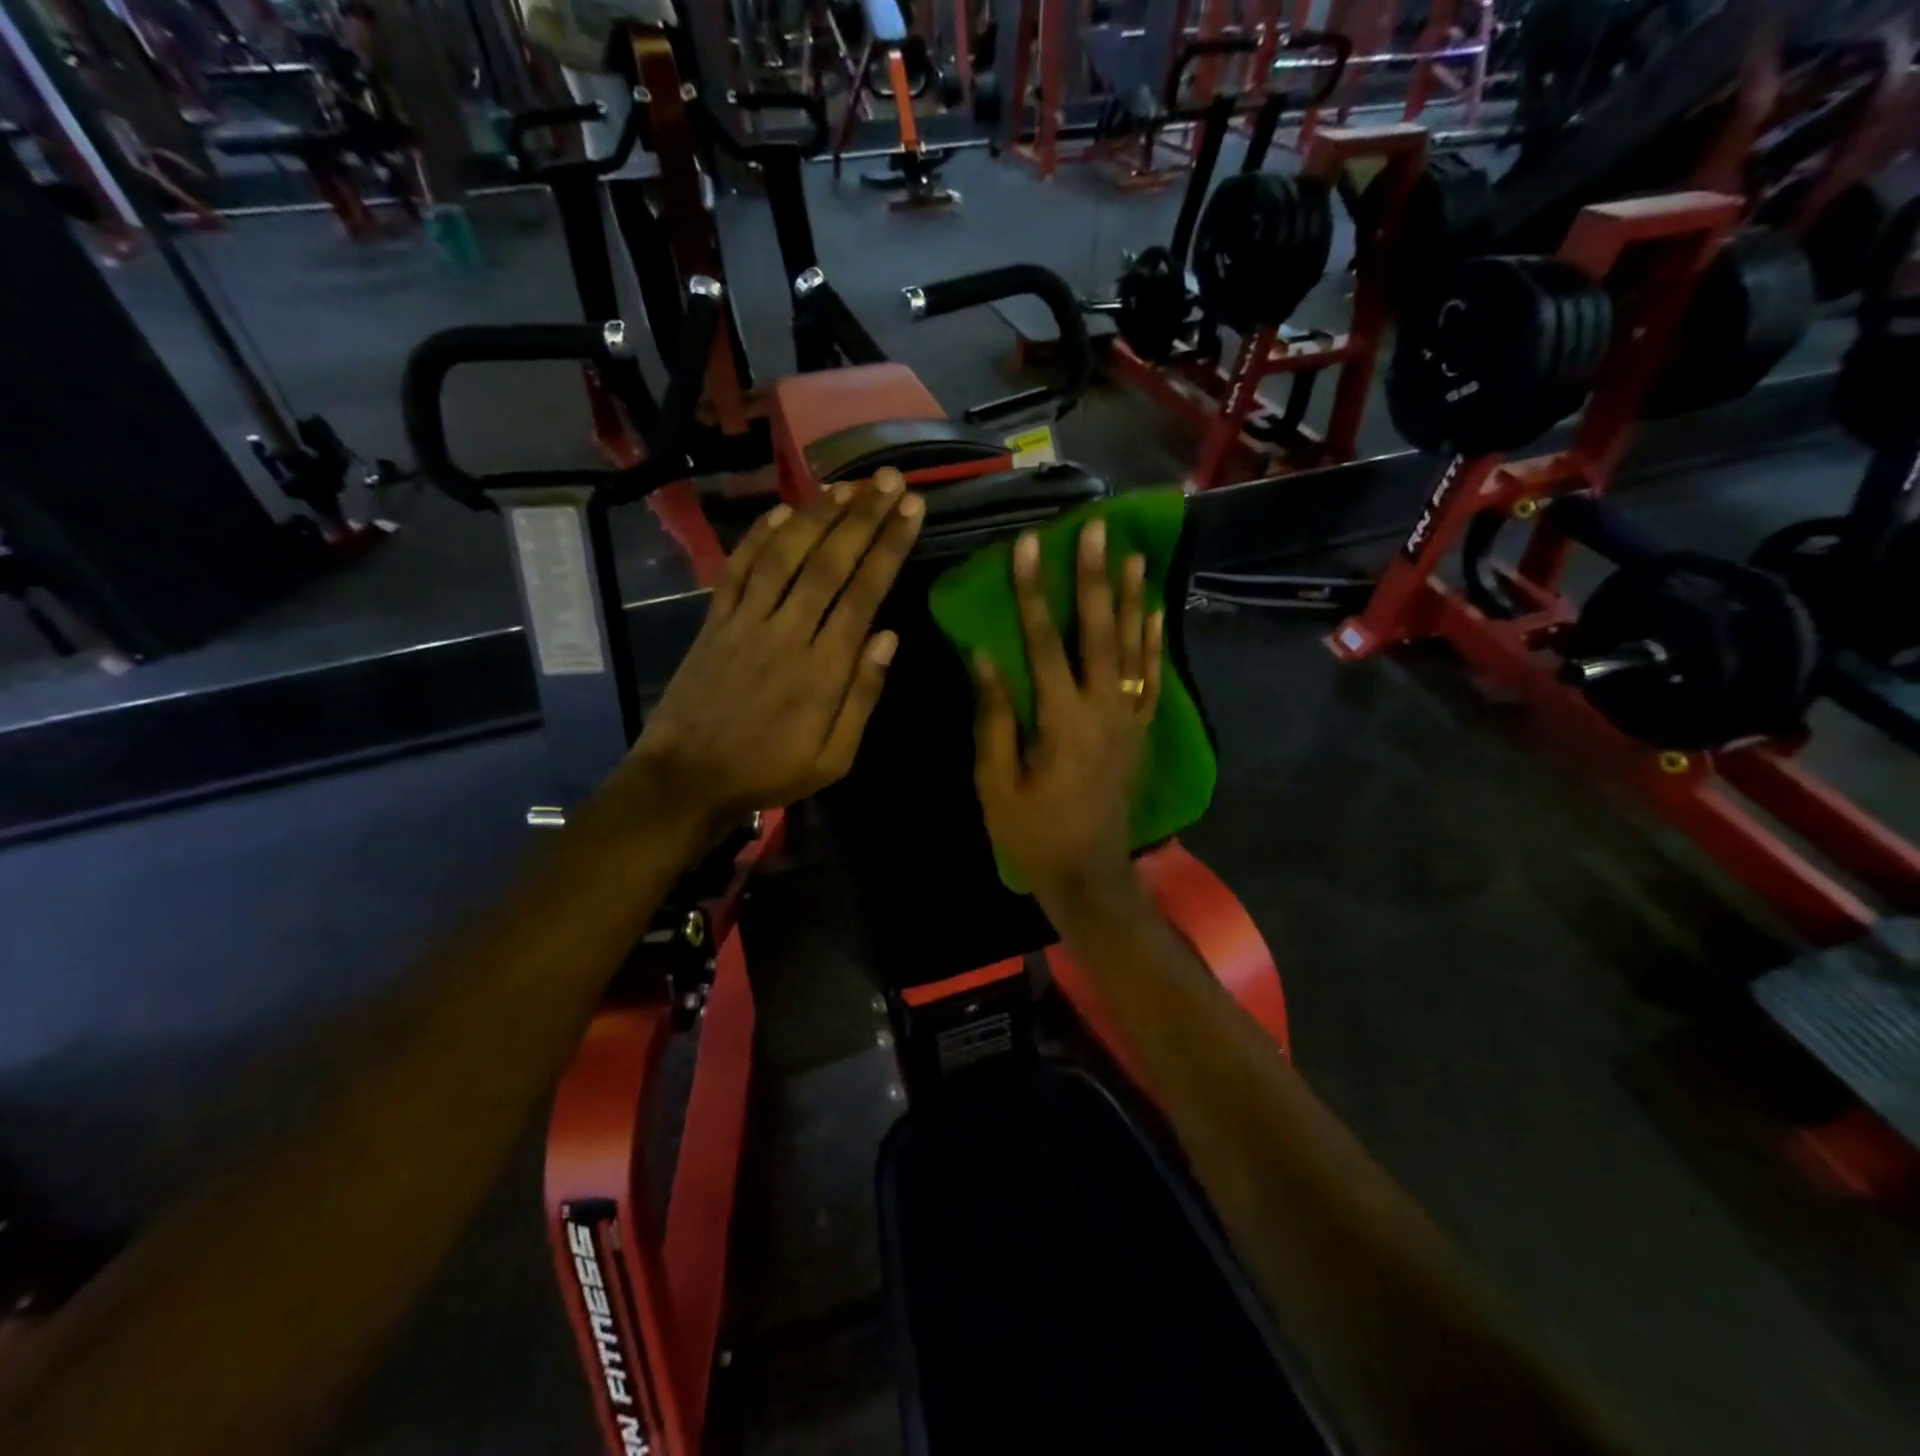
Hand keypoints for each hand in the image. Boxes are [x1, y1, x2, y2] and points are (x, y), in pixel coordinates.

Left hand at [620, 470, 924, 833]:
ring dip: (817, 516)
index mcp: (822, 669)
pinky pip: (738, 569)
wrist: (687, 779)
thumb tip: (889, 637)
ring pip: (784, 555)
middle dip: (863, 517)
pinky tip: (782, 512)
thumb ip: (862, 696)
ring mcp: (745, 622)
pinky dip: (759, 537)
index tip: (912, 509)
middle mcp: (786, 633)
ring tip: (847, 486)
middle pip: (828, 562)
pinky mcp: (714, 622)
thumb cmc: (768, 772)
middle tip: (890, 479)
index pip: (864, 593)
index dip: (889, 546)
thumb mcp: (833, 758)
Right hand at [974, 518, 1162, 898]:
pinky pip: (1151, 678)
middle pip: (1098, 632)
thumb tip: (983, 656)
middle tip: (1097, 529)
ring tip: (1134, 554)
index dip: (1032, 592)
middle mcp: (1103, 710)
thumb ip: (993, 718)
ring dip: (1131, 598)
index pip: (1044, 642)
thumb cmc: (1032, 833)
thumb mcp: (996, 783)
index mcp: (1061, 721)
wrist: (1088, 874)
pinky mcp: (1140, 731)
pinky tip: (1153, 611)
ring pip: (1132, 647)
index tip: (1030, 544)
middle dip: (1094, 578)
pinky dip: (1153, 642)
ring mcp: (1129, 719)